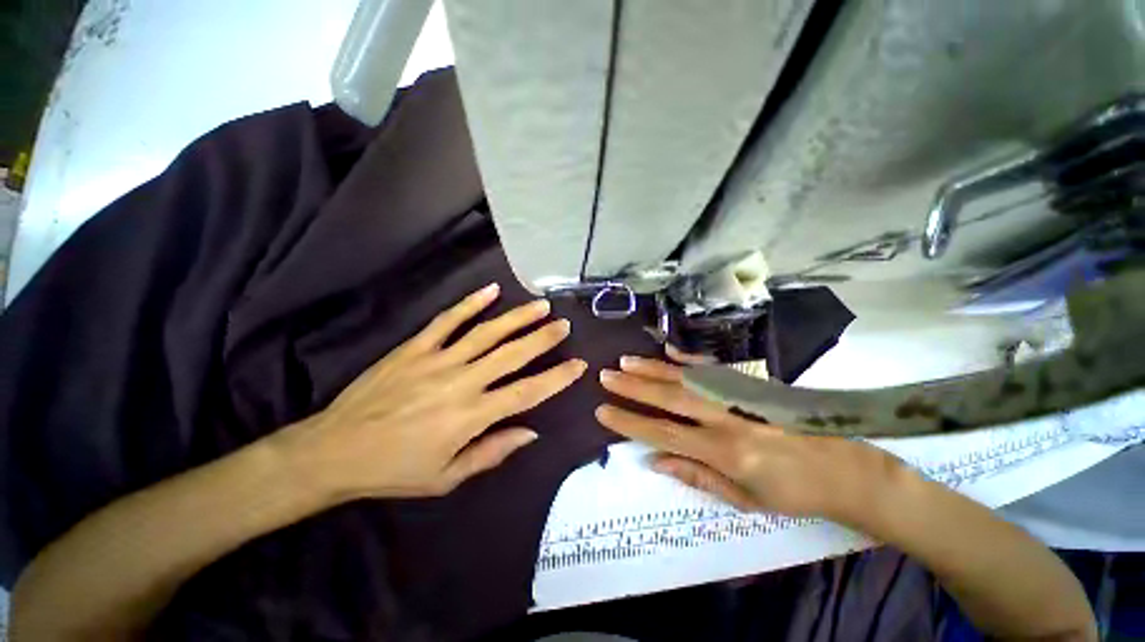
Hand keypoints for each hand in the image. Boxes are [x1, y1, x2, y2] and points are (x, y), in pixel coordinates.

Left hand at [274, 283, 585, 501]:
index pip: (527, 392)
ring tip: (540, 306)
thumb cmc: (394, 469)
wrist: (333, 450)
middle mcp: (462, 381)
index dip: (556, 378)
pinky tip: (490, 290)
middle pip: (512, 354)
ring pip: (487, 333)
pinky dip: (470, 304)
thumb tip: (531, 432)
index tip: (578, 365)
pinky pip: (447, 321)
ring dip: (517, 317)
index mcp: (472, 415)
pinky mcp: (415, 347)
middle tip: (564, 324)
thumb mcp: (447, 477)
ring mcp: (438, 360)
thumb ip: (493, 452)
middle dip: (544, 338)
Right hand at [595, 355, 906, 523]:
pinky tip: (668, 353)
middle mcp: (726, 418)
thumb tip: (654, 459)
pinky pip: (712, 369)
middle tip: (605, 376)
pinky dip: (687, 360)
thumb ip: (696, 474)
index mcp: (723, 451)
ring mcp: (739, 397)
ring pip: (685, 379)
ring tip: (625, 361)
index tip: (603, 411)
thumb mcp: (743, 498)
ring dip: (652, 369)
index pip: (663, 432)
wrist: (844, 468)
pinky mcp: (751, 385)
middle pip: (669, 398)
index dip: (630, 422)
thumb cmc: (792, 492)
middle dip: (632, 387)